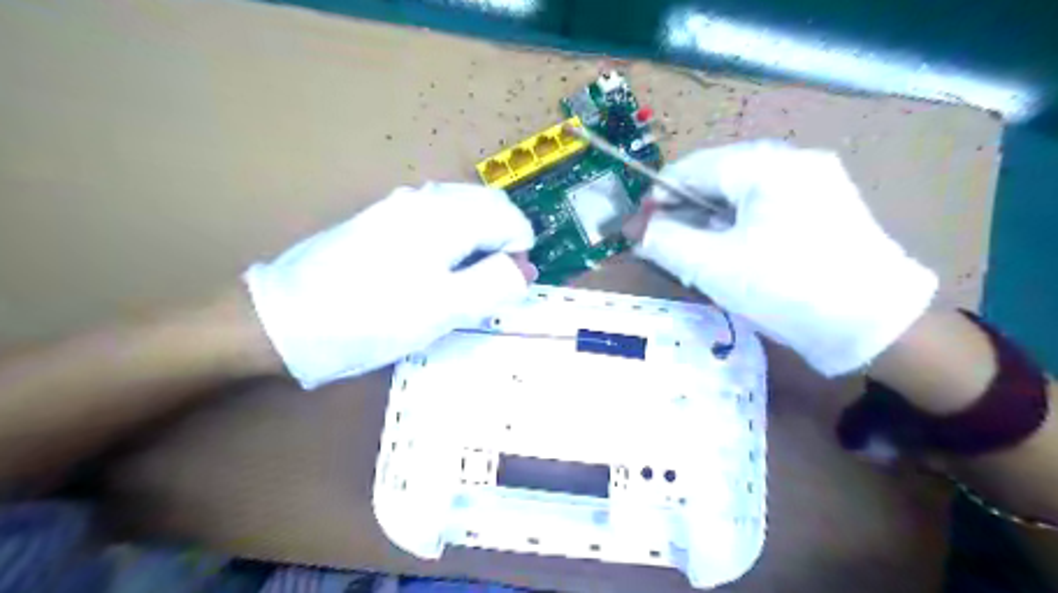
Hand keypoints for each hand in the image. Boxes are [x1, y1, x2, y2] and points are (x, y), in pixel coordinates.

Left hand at [241, 184, 532, 390]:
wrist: (282, 319)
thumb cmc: (371, 316)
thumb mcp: (444, 309)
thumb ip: (494, 284)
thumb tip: (525, 268)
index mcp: (445, 215)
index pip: (509, 217)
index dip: (519, 252)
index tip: (506, 287)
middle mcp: (424, 198)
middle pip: (487, 207)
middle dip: (501, 242)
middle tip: (490, 286)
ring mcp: (398, 206)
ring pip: (462, 211)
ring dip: (478, 241)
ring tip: (465, 282)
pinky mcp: (380, 220)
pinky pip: (435, 219)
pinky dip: (452, 241)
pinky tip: (434, 271)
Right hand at [626, 138, 931, 374]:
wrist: (875, 328)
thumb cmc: (788, 289)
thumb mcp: (715, 266)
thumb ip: (666, 242)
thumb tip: (638, 231)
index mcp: (767, 165)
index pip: (693, 168)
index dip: (657, 198)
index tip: (636, 229)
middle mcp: (792, 163)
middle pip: (716, 180)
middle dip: (682, 213)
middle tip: (660, 247)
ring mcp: (812, 184)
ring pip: (738, 197)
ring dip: (706, 223)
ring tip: (688, 256)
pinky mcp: (822, 209)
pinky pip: (762, 210)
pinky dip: (734, 230)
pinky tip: (724, 256)